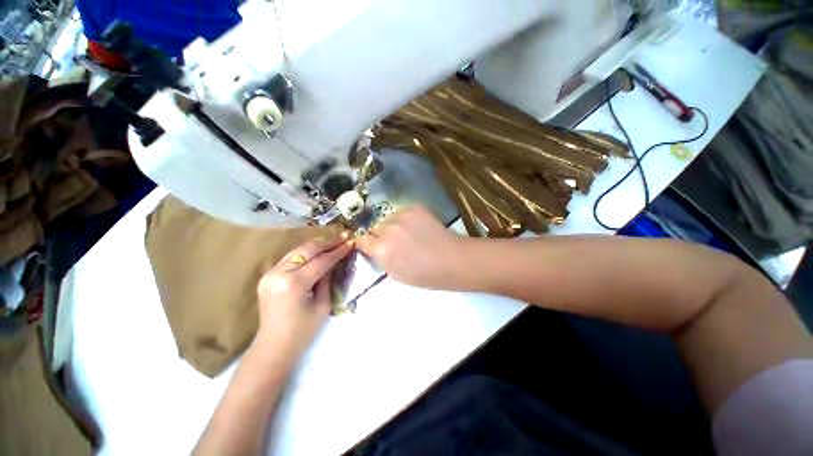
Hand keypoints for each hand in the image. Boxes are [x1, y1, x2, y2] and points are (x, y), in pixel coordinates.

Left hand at [254, 234, 352, 357]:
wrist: (274, 346)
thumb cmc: (303, 331)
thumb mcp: (322, 305)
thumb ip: (328, 279)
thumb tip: (335, 260)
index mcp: (294, 284)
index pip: (321, 261)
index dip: (338, 251)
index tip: (350, 242)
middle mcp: (279, 273)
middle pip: (307, 249)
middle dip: (327, 242)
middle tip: (344, 237)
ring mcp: (270, 273)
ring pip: (297, 250)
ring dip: (317, 244)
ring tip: (334, 240)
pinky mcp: (267, 275)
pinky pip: (290, 258)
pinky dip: (305, 252)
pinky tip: (317, 251)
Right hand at [356, 206, 468, 289]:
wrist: (452, 259)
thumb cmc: (425, 275)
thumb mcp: (396, 274)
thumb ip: (381, 259)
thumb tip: (376, 249)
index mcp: (382, 250)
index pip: (361, 240)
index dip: (365, 243)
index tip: (370, 245)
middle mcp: (388, 230)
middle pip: (375, 227)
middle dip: (380, 234)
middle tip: (393, 241)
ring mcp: (402, 216)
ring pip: (388, 218)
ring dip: (392, 225)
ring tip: (406, 233)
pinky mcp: (415, 208)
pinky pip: (402, 211)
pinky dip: (405, 219)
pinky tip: (416, 226)